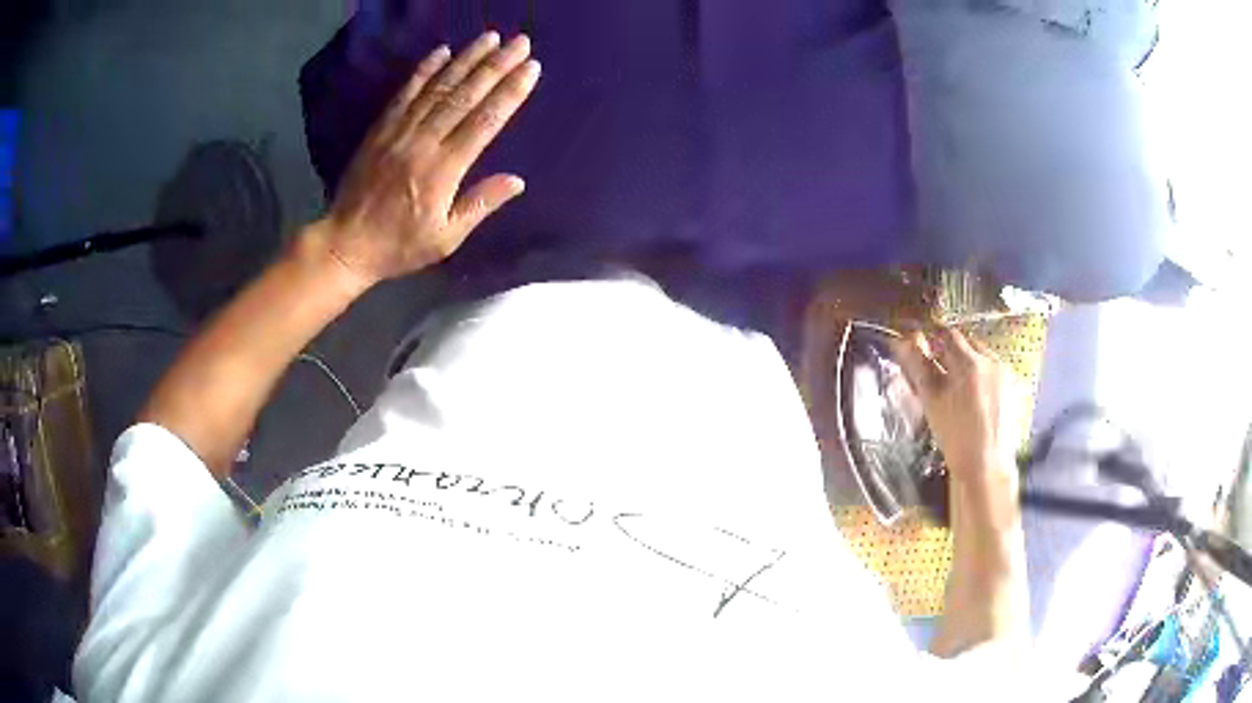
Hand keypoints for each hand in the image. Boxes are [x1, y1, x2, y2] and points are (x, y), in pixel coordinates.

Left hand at [311, 32, 540, 286]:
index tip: (531, 68)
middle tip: (520, 42)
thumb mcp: (445, 239)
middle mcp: (423, 142)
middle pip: (465, 96)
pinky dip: (424, 70)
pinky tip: (441, 51)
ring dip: (466, 59)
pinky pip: (405, 93)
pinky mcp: (381, 129)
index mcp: (444, 170)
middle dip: (496, 65)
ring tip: (490, 37)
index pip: (485, 121)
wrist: (345, 244)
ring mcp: (399, 131)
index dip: (510, 92)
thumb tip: (517, 181)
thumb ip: (479, 205)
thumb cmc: (399, 246)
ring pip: (438, 88)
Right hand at [893, 328, 1021, 485]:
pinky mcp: (1014, 389)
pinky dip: (983, 378)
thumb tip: (902, 342)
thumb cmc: (956, 438)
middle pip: (968, 343)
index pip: (948, 335)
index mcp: (970, 363)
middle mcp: (992, 362)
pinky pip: (995, 372)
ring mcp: (1006, 375)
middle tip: (939, 369)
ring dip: (969, 364)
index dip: (934, 337)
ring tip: (958, 387)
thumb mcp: (933, 403)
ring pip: (983, 358)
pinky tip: (976, 399)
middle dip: (952, 351)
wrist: (987, 468)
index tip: (924, 345)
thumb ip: (919, 368)